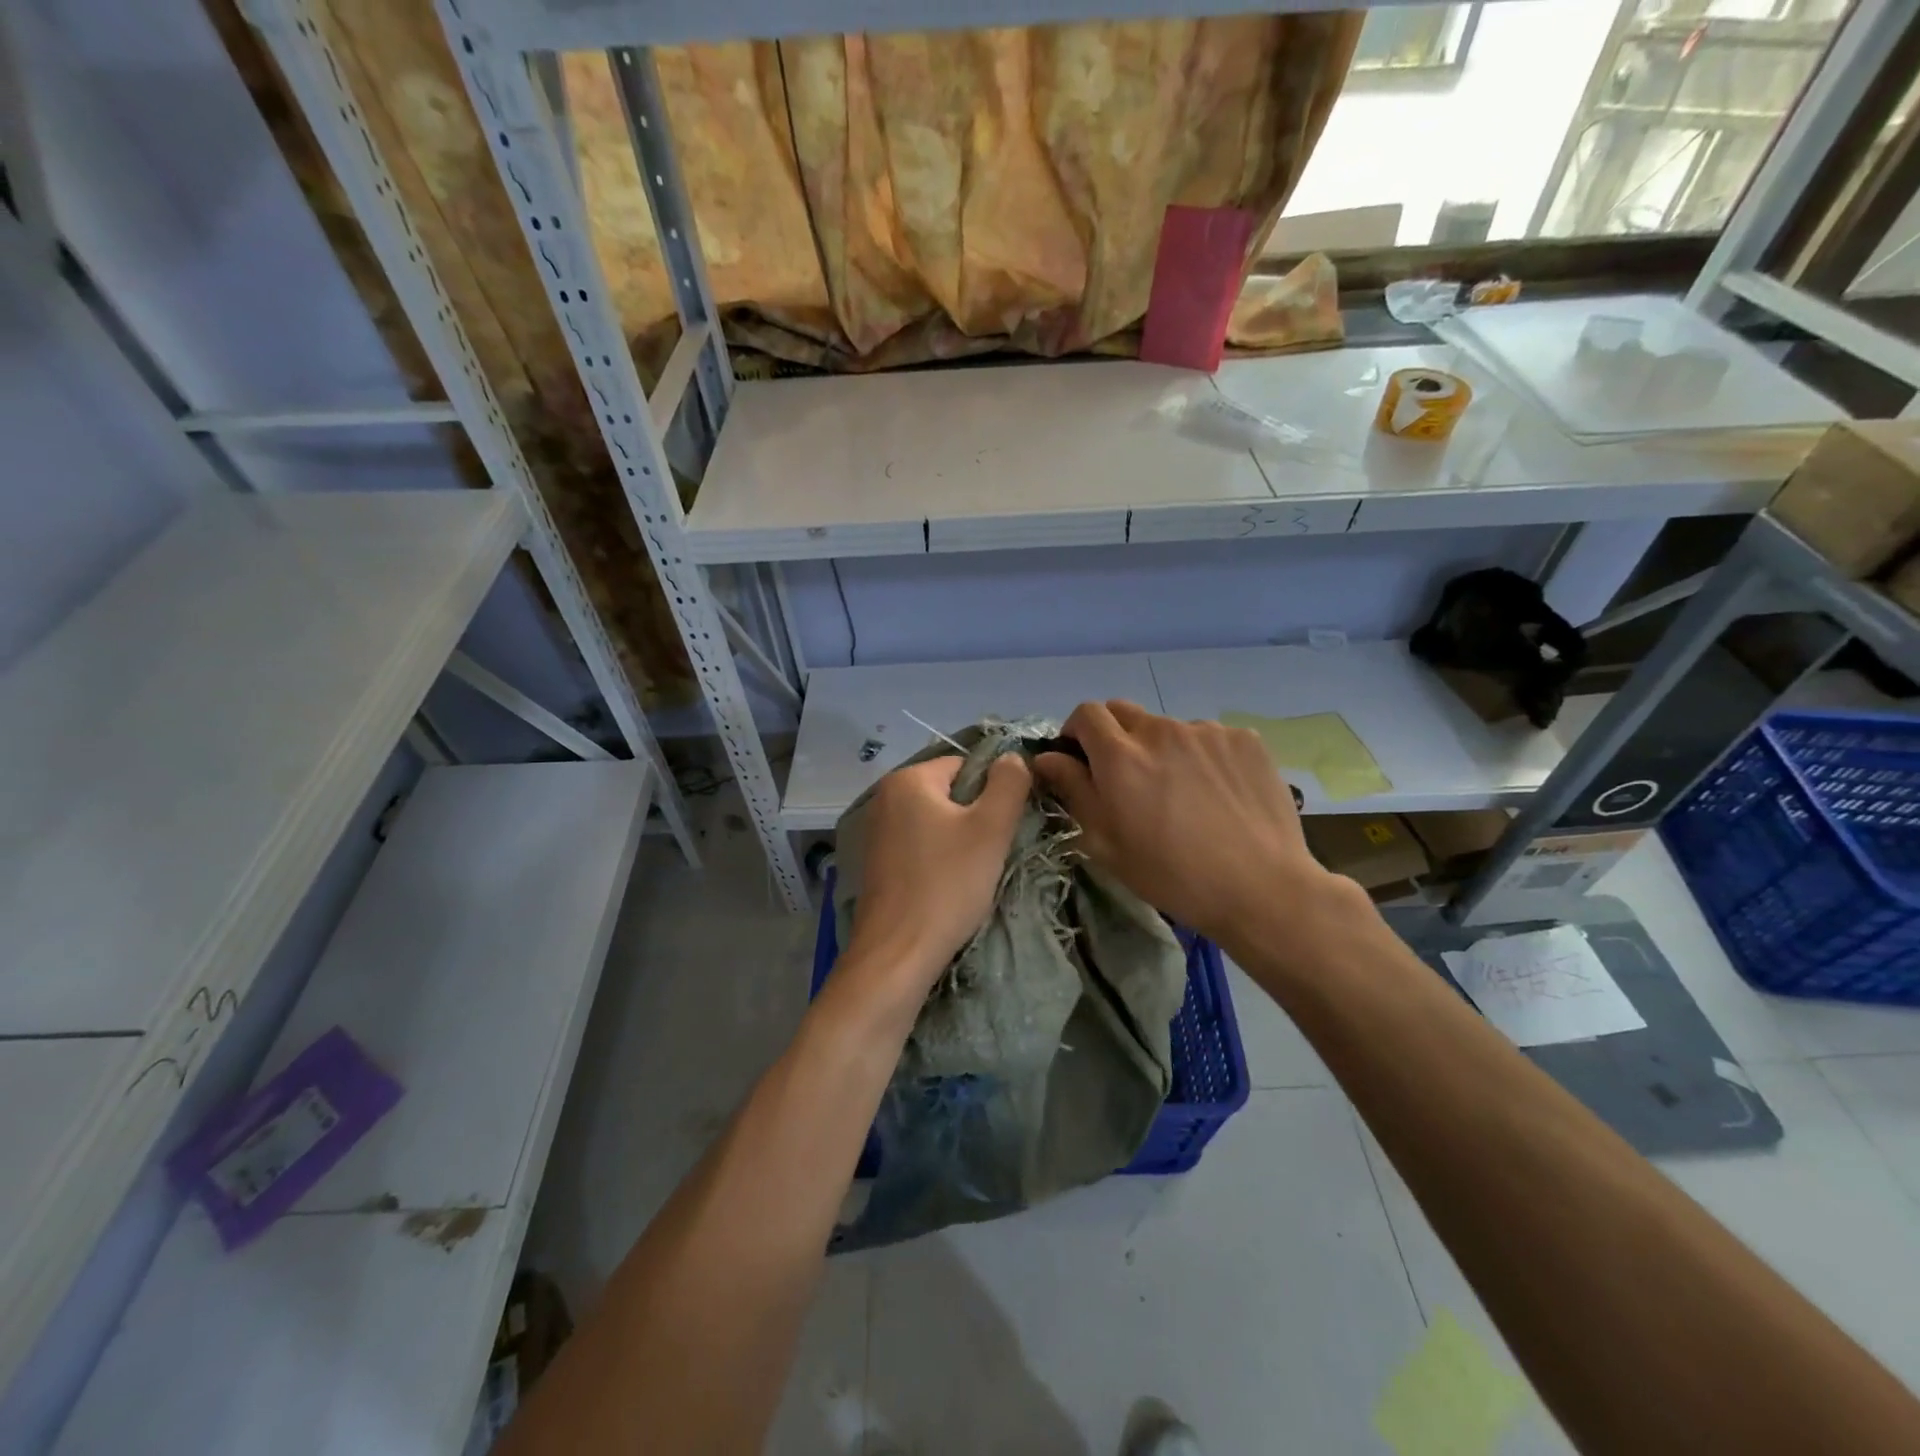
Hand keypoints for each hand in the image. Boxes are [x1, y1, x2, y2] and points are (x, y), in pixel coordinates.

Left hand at [844, 753, 1031, 999]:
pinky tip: (948, 885)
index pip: (965, 765)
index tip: (1003, 827)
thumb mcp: (990, 829)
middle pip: (949, 793)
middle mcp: (885, 797)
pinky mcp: (877, 862)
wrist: (898, 952)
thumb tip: (1012, 757)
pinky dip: (938, 859)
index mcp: (908, 779)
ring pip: (936, 822)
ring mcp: (877, 831)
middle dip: (975, 817)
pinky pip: (919, 845)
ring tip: (971, 872)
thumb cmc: (947, 884)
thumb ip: (1008, 784)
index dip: (992, 792)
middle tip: (990, 852)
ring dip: (959, 841)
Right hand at [1033, 700, 1352, 952]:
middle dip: (1114, 736)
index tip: (1081, 757)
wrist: (1260, 889)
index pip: (1086, 713)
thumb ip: (1073, 790)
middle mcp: (1161, 730)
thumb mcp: (1105, 843)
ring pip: (1169, 728)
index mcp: (1121, 756)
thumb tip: (1046, 758)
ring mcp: (1207, 731)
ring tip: (1182, 792)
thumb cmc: (1170, 875)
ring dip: (1162, 749)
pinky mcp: (1245, 739)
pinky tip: (1217, 793)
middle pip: (1124, 712)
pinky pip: (1209, 738)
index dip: (1077, 731)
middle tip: (1127, 777)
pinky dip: (1202, 757)